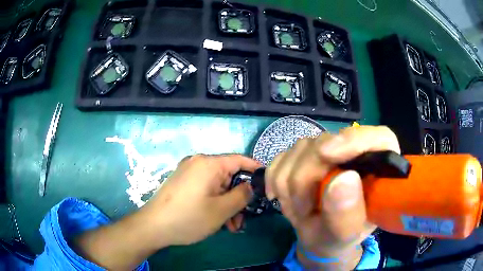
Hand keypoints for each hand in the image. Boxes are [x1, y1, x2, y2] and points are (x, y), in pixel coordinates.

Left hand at [143, 154, 259, 246]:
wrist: (153, 226)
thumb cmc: (189, 217)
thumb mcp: (222, 210)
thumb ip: (242, 195)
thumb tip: (252, 186)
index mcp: (209, 164)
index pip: (240, 160)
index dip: (256, 171)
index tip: (266, 185)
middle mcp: (198, 162)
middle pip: (228, 176)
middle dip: (238, 197)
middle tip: (243, 219)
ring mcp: (189, 172)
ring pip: (218, 185)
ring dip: (227, 204)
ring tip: (231, 226)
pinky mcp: (183, 182)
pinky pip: (206, 188)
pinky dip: (215, 202)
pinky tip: (217, 220)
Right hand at [265, 126, 399, 268]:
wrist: (318, 237)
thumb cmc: (338, 238)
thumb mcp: (345, 235)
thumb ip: (348, 213)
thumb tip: (342, 180)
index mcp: (379, 169)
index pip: (378, 138)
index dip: (353, 140)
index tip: (325, 155)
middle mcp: (354, 151)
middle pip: (328, 142)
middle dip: (306, 179)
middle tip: (302, 212)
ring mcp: (328, 149)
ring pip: (299, 149)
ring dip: (289, 186)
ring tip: (299, 210)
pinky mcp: (304, 153)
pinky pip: (281, 157)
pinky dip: (276, 181)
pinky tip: (286, 199)